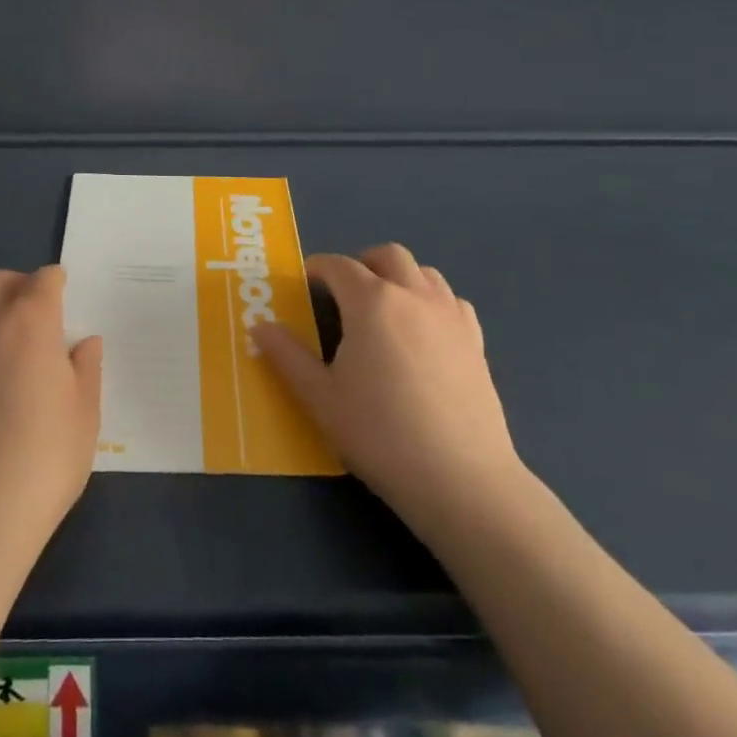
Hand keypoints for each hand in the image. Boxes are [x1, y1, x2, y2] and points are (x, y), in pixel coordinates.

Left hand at [0, 266, 102, 564]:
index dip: (56, 284)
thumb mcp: (85, 411)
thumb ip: (86, 368)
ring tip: (0, 339)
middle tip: (34, 314)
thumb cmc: (45, 454)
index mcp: (31, 318)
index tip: (65, 295)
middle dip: (16, 286)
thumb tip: (84, 342)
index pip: (44, 280)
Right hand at [253, 243, 522, 528]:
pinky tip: (424, 332)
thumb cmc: (381, 435)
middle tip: (344, 292)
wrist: (461, 480)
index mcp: (371, 301)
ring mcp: (450, 316)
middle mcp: (413, 295)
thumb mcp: (320, 398)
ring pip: (424, 272)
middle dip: (362, 263)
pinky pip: (452, 302)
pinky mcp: (476, 342)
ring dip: (400, 277)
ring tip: (384, 309)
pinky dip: (432, 302)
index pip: (338, 266)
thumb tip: (260, 326)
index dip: (317, 269)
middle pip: (388, 255)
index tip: (304, 284)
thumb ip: (287, 357)